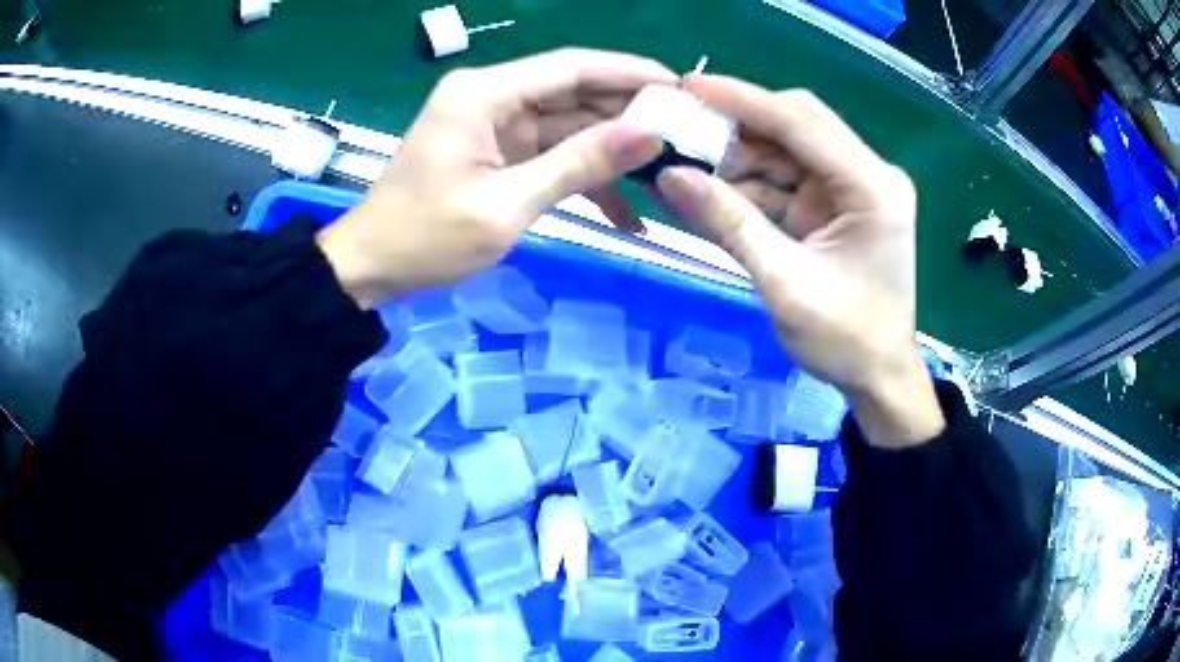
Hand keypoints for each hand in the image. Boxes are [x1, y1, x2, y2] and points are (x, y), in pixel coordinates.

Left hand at [317, 49, 675, 307]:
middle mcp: (492, 96)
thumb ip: (578, 164)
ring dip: (612, 152)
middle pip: (575, 93)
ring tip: (666, 177)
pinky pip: (552, 153)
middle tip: (685, 138)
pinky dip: (584, 178)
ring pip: (569, 125)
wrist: (371, 267)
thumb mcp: (507, 205)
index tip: (680, 88)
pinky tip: (625, 211)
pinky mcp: (498, 151)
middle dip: (629, 115)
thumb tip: (649, 134)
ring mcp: (495, 124)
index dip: (629, 73)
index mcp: (485, 93)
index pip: (572, 66)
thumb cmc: (426, 238)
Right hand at [656, 75, 944, 447]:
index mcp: (872, 187)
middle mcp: (869, 175)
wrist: (879, 378)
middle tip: (684, 124)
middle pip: (798, 124)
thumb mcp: (783, 283)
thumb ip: (730, 224)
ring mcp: (855, 188)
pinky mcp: (840, 205)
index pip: (801, 123)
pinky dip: (753, 183)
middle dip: (741, 123)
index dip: (743, 100)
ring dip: (742, 154)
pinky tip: (715, 189)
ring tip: (688, 161)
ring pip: (790, 149)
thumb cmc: (845, 340)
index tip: (689, 86)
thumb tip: (670, 176)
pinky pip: (790, 178)